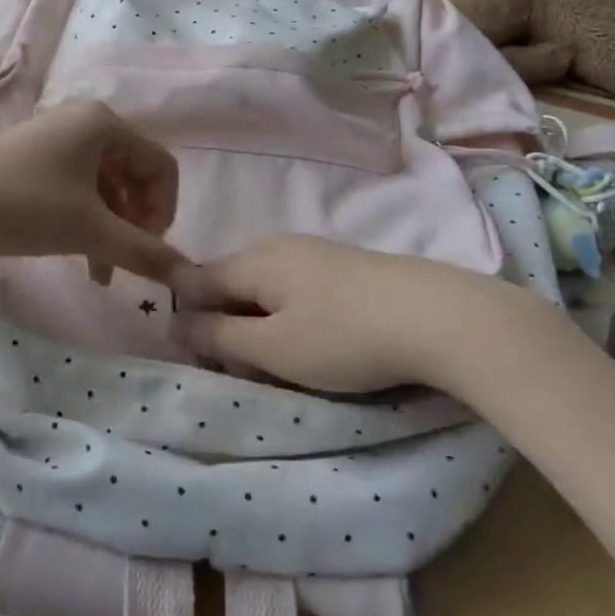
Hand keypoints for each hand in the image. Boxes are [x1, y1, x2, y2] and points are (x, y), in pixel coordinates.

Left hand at [0, 100, 185, 283]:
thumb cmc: (23, 206)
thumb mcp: (89, 230)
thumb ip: (144, 252)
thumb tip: (192, 277)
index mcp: (105, 123)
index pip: (161, 165)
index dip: (164, 211)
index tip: (149, 250)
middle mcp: (85, 120)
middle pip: (135, 174)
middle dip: (137, 222)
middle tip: (128, 260)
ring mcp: (59, 137)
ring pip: (107, 185)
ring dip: (112, 227)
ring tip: (103, 272)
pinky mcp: (37, 157)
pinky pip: (80, 186)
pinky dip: (88, 220)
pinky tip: (85, 259)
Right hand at [176, 235, 512, 392]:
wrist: (437, 316)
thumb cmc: (344, 337)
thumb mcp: (273, 348)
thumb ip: (219, 336)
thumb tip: (176, 323)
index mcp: (252, 259)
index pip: (196, 281)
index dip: (188, 320)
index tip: (201, 361)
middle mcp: (276, 244)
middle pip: (229, 283)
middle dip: (225, 324)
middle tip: (243, 370)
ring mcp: (312, 250)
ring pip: (263, 287)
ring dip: (258, 322)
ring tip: (280, 361)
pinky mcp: (342, 264)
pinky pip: (294, 287)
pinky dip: (288, 314)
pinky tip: (315, 340)